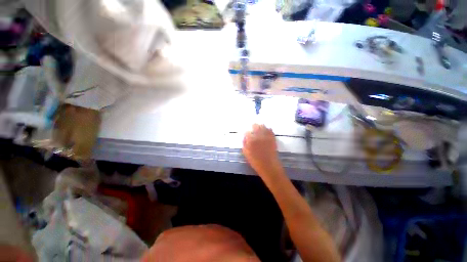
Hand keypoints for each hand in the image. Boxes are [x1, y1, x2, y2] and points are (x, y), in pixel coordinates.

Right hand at [243, 124, 281, 178]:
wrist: (269, 166)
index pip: (247, 132)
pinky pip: (270, 130)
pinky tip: (267, 130)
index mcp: (251, 140)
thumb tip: (244, 137)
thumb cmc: (256, 161)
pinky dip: (268, 129)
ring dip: (260, 126)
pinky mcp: (272, 138)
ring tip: (259, 127)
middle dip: (253, 126)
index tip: (247, 134)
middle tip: (253, 127)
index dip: (246, 133)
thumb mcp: (246, 154)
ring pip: (263, 126)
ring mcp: (266, 136)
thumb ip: (244, 144)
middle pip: (255, 126)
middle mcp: (259, 136)